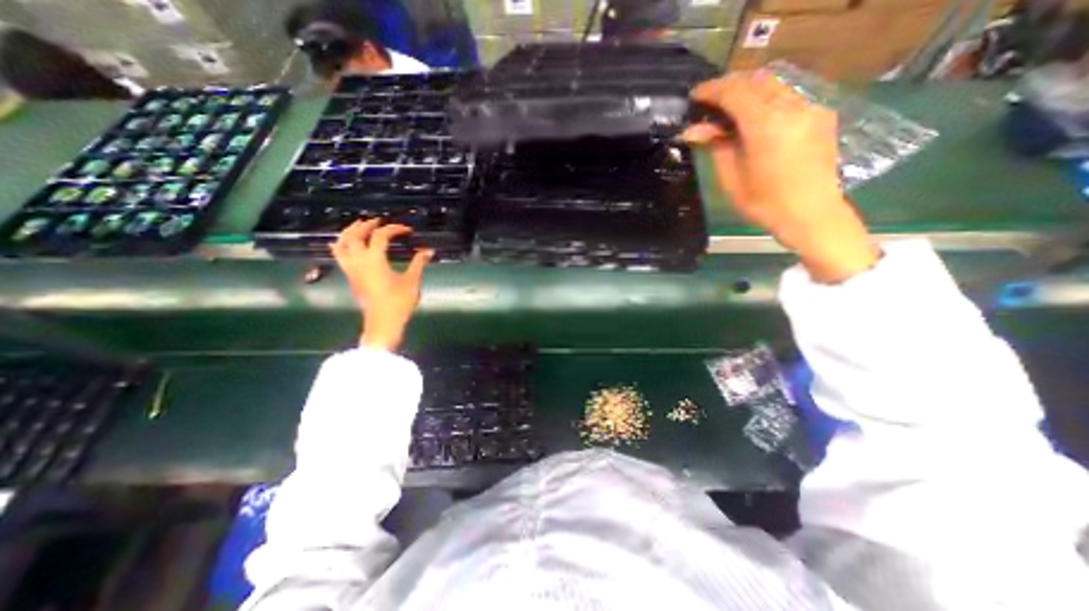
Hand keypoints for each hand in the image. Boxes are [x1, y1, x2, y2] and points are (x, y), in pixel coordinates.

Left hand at [331, 222, 434, 349]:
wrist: (383, 322)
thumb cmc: (398, 302)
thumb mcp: (412, 281)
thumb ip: (419, 263)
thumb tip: (428, 251)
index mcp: (374, 260)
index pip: (380, 236)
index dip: (394, 229)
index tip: (407, 230)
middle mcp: (358, 261)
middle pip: (355, 235)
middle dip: (366, 225)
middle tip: (377, 221)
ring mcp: (351, 269)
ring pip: (341, 244)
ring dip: (349, 232)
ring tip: (358, 227)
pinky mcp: (350, 277)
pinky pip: (339, 255)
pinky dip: (341, 245)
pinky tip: (346, 244)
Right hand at [683, 70, 877, 282]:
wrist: (811, 214)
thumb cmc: (765, 204)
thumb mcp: (731, 179)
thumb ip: (716, 147)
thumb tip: (694, 130)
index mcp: (767, 126)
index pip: (735, 92)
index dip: (711, 90)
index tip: (693, 96)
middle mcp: (792, 107)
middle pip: (756, 80)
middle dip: (729, 87)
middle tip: (708, 104)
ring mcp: (810, 109)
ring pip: (773, 85)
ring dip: (747, 92)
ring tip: (727, 111)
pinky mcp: (819, 115)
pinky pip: (787, 97)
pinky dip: (764, 101)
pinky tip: (753, 119)